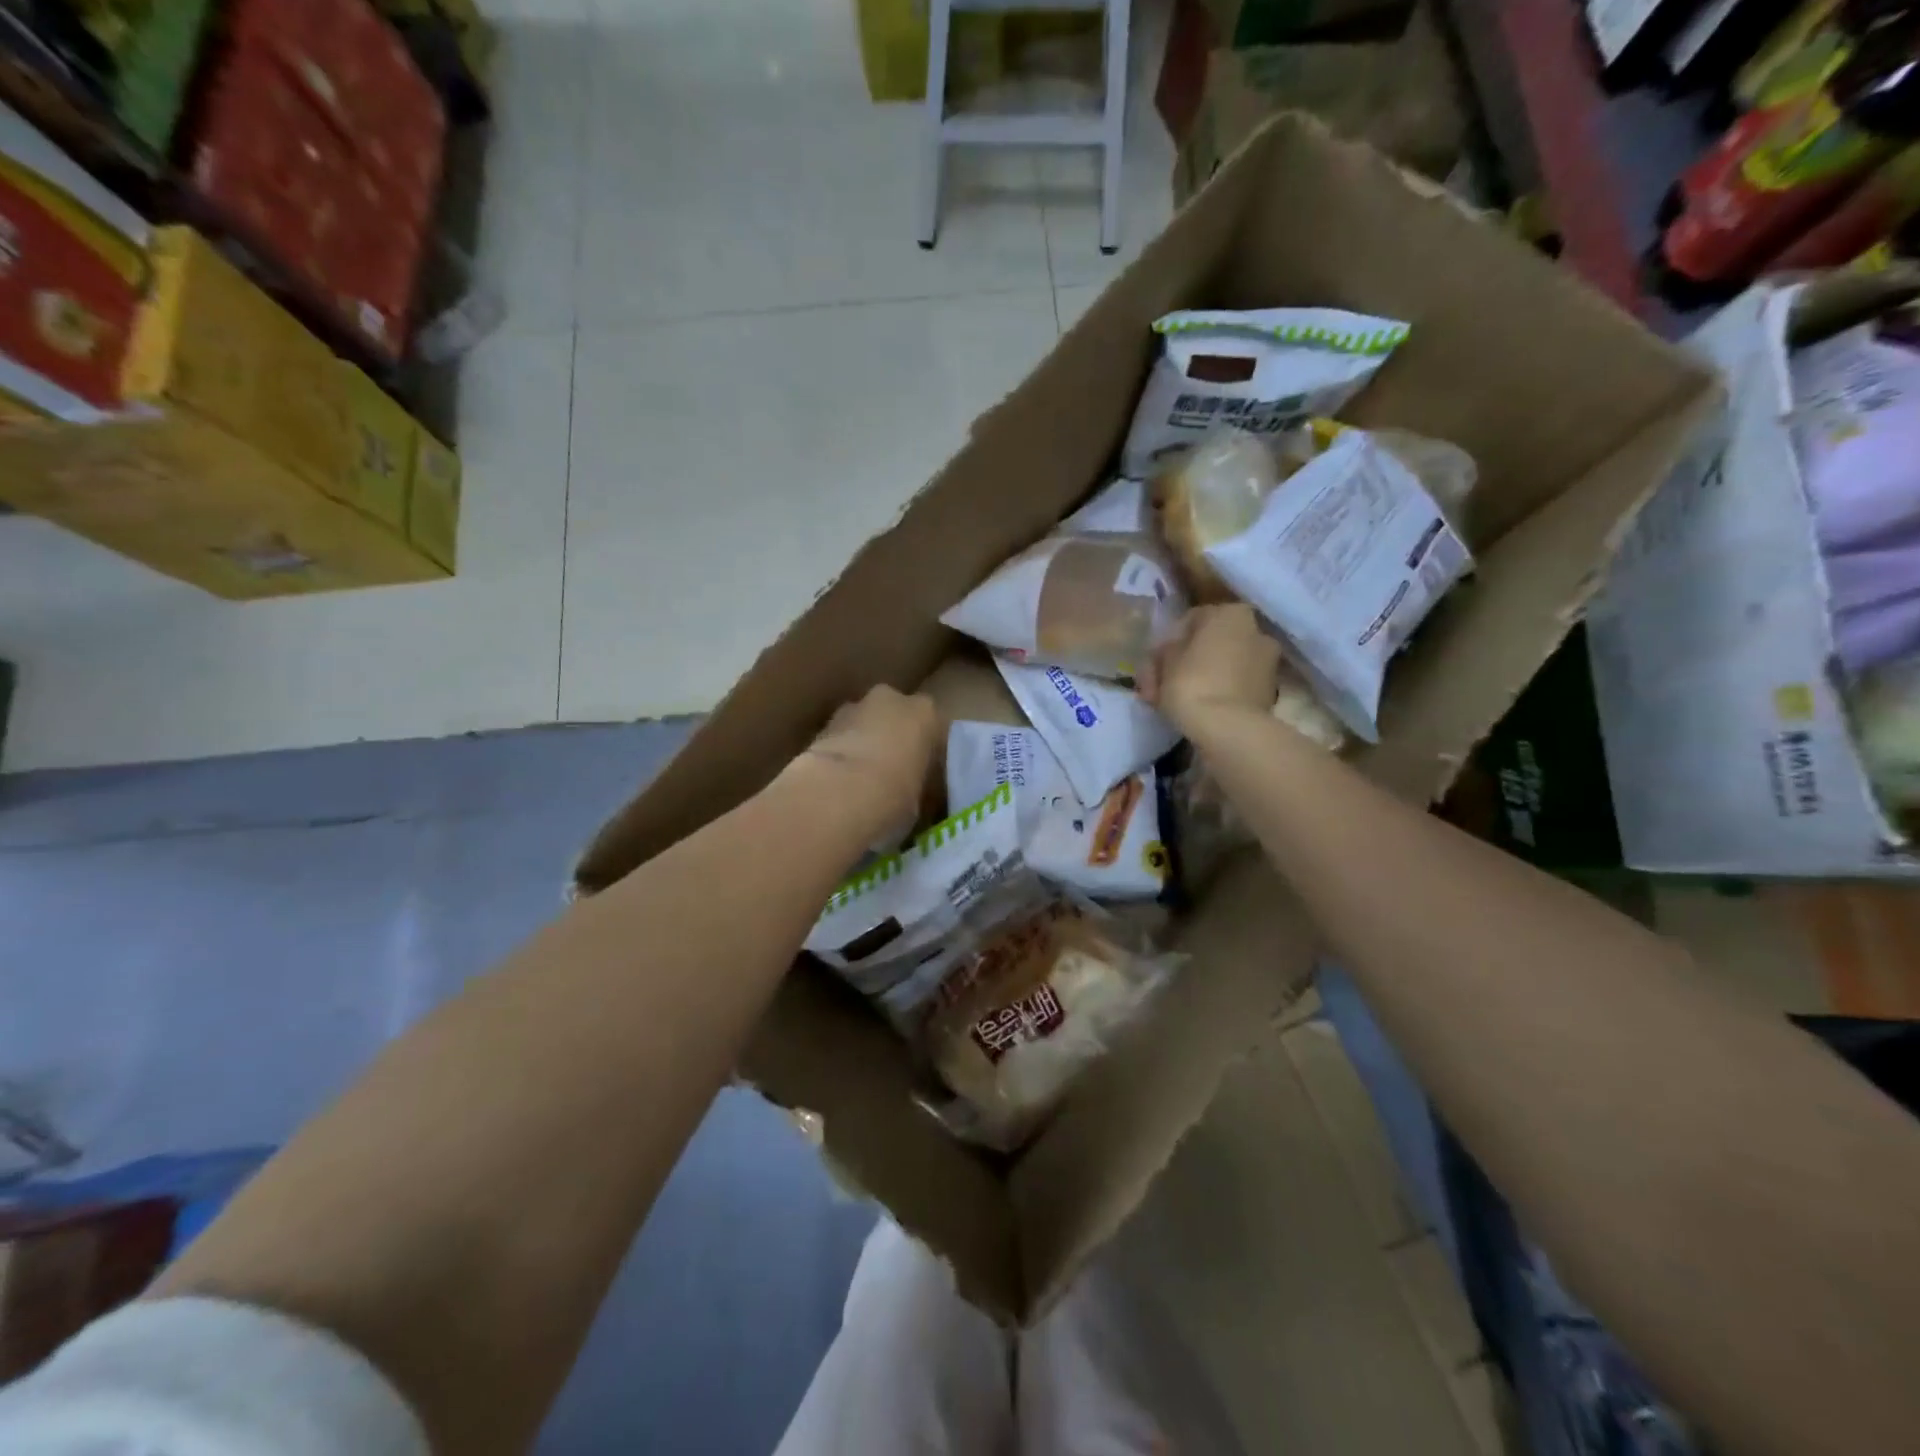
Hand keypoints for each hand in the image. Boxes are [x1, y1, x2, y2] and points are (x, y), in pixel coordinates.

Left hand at [789, 685, 939, 839]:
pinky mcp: (821, 725)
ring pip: (863, 724)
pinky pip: (839, 739)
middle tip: (891, 776)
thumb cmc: (896, 795)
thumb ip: (922, 788)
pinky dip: (840, 755)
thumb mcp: (923, 799)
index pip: (933, 728)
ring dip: (863, 744)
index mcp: (926, 713)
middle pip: (894, 717)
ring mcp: (852, 708)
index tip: (920, 777)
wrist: (838, 794)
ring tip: (860, 782)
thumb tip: (914, 797)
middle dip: (892, 739)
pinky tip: (838, 784)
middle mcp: (891, 700)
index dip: (926, 753)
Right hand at [1140, 604, 1279, 733]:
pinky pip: (1233, 685)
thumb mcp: (1164, 661)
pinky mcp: (1267, 691)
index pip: (1191, 620)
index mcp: (1231, 613)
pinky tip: (1197, 710)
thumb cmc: (1192, 683)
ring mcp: (1267, 662)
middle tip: (1158, 685)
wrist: (1229, 729)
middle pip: (1210, 644)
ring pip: (1221, 666)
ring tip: (1174, 703)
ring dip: (1200, 678)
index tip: (1154, 663)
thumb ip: (1167, 650)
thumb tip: (1171, 654)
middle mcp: (1256, 630)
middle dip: (1184, 662)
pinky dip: (1217, 693)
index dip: (1168, 642)